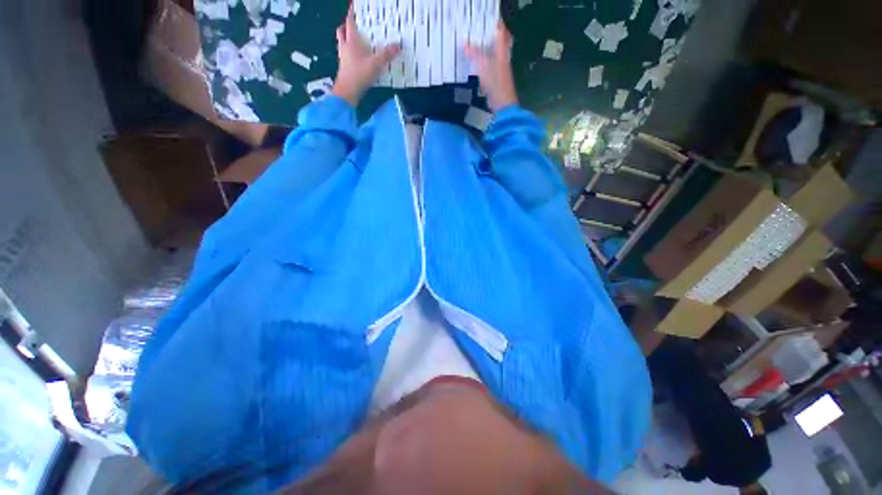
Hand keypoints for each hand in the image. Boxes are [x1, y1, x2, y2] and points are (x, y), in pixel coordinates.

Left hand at [333, 10, 400, 106]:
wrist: (347, 92)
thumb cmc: (359, 75)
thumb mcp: (375, 64)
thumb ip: (386, 55)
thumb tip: (398, 45)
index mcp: (351, 41)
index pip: (350, 22)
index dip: (352, 14)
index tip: (354, 7)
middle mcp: (345, 47)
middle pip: (342, 32)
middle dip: (346, 27)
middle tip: (353, 26)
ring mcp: (343, 58)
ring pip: (342, 44)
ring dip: (347, 41)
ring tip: (357, 42)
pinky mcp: (344, 69)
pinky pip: (346, 56)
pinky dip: (351, 54)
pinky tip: (358, 59)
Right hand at [465, 21, 517, 111]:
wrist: (503, 105)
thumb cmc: (496, 84)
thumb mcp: (484, 67)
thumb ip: (475, 55)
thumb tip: (465, 44)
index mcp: (502, 53)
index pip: (501, 34)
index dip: (495, 27)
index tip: (483, 25)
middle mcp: (503, 59)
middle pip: (497, 45)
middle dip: (488, 40)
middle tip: (475, 37)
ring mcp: (500, 71)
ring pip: (492, 57)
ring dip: (484, 53)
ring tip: (472, 49)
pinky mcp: (495, 82)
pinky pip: (488, 69)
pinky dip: (482, 65)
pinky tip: (475, 66)